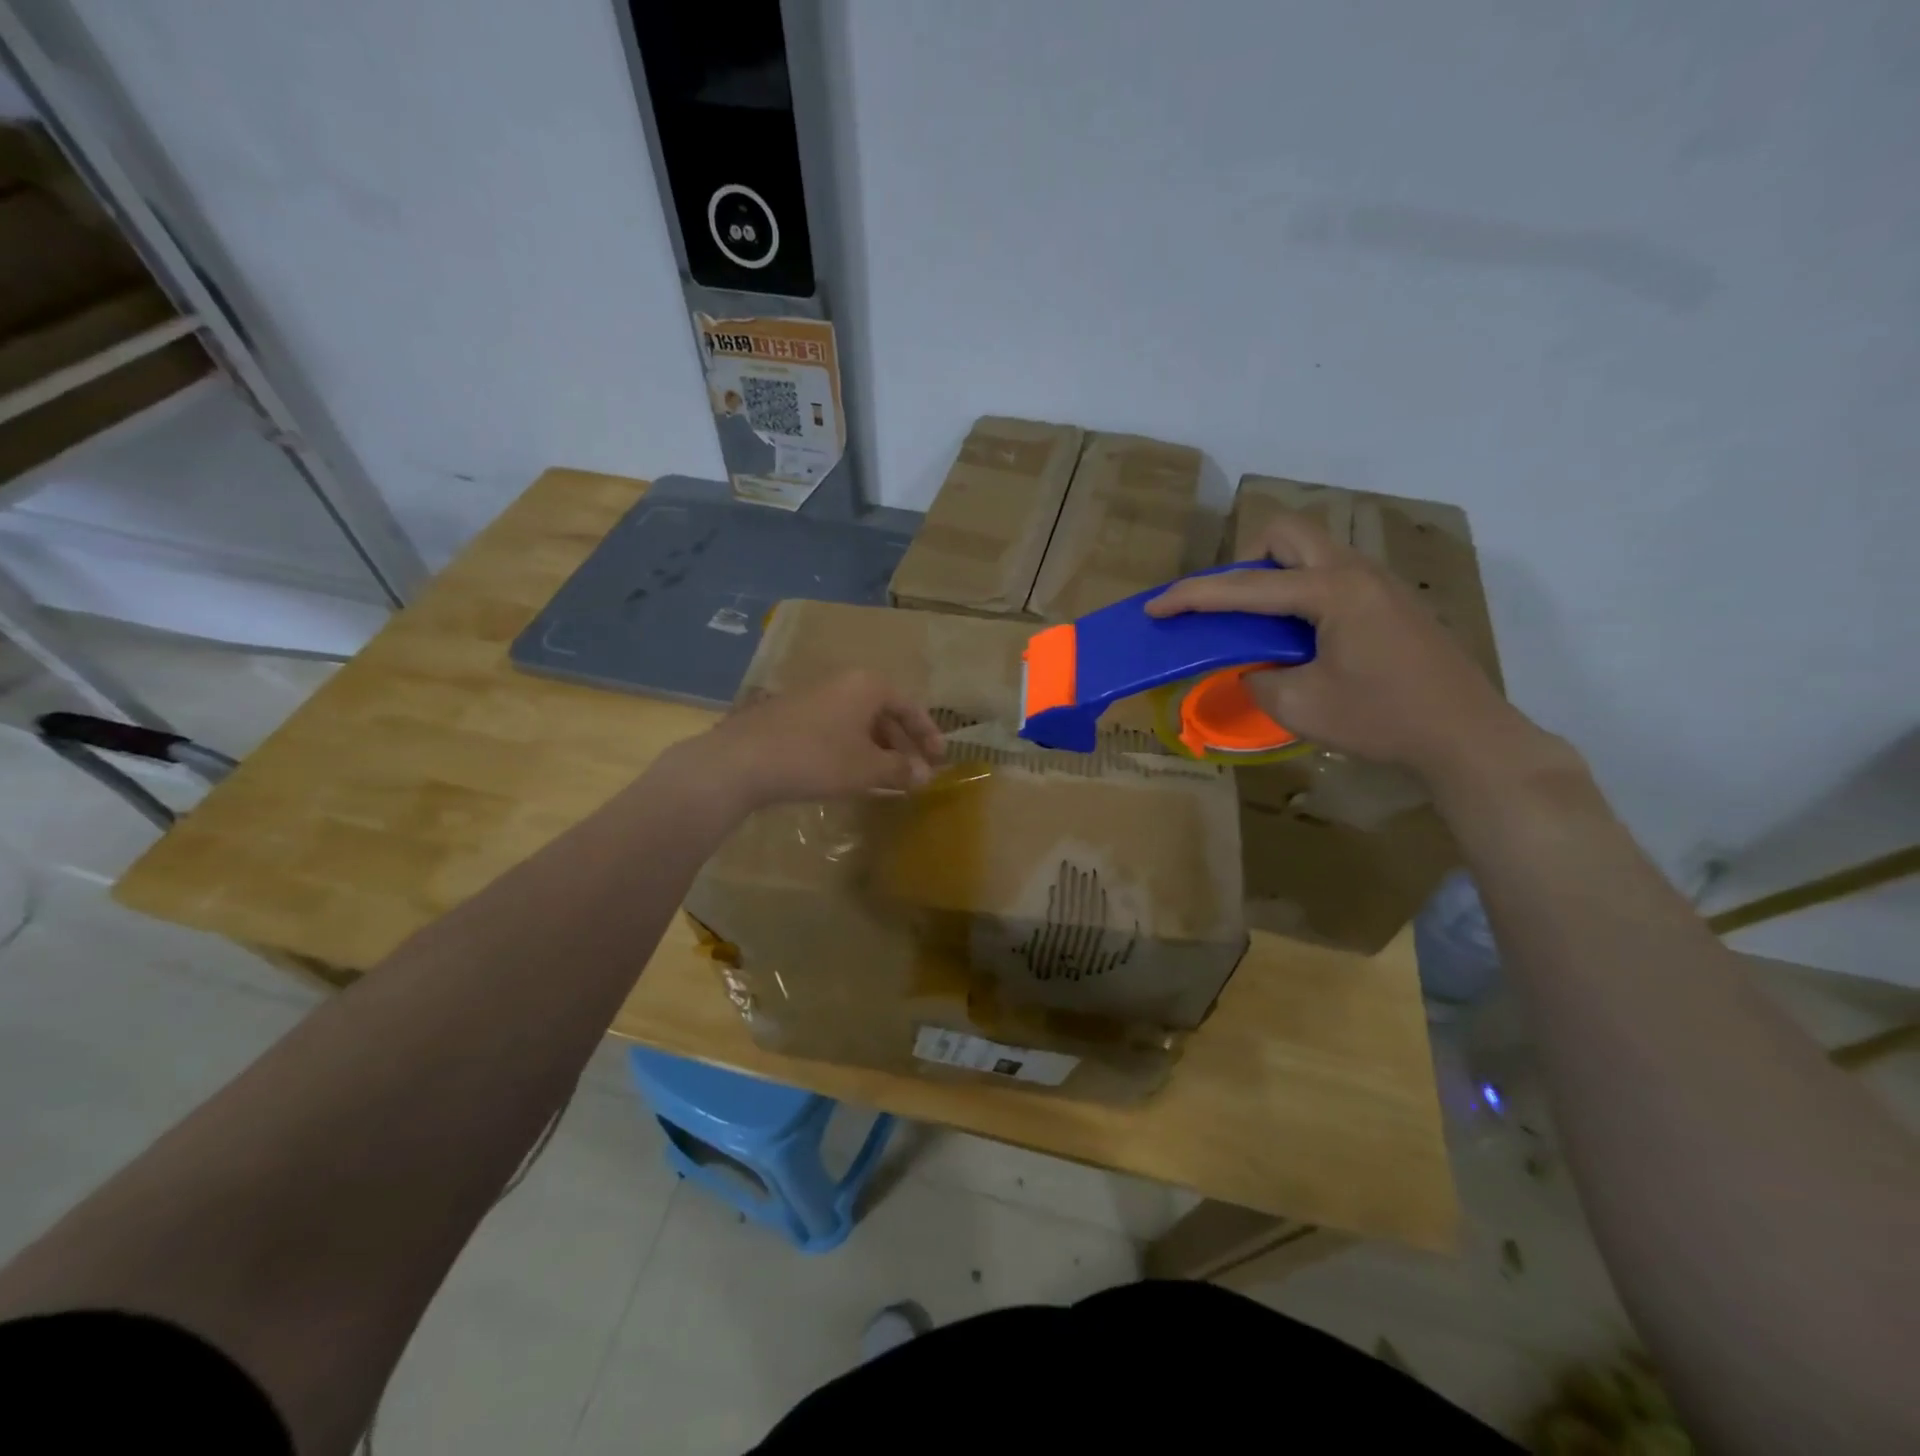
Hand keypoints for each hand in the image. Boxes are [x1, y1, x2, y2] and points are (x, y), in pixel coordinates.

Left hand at [675, 670, 944, 812]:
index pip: (910, 707)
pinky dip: (851, 749)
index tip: (940, 761)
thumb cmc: (817, 758)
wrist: (743, 760)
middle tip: (914, 773)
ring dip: (877, 749)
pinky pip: (835, 729)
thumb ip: (901, 770)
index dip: (928, 735)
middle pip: (884, 713)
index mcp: (868, 686)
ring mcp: (814, 697)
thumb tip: (925, 776)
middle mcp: (843, 683)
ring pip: (858, 722)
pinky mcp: (791, 715)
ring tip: (885, 778)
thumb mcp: (867, 768)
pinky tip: (849, 774)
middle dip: (902, 745)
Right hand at [1145, 514, 1537, 782]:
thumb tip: (1253, 668)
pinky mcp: (1392, 602)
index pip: (1244, 586)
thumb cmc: (1381, 720)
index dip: (1192, 596)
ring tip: (1263, 626)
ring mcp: (1379, 584)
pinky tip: (1304, 638)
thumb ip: (1257, 678)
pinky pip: (1332, 575)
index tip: (1155, 607)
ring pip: (1313, 551)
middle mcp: (1355, 572)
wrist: (1466, 737)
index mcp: (1331, 591)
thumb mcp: (1298, 706)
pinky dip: (1302, 592)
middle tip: (1232, 606)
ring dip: (1275, 576)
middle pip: (1287, 533)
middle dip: (1245, 560)